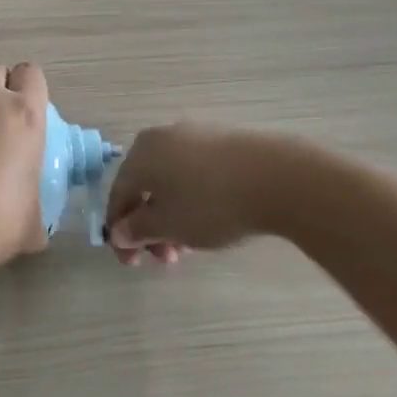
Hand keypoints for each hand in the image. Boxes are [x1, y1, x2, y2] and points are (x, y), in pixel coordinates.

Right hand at [104, 123, 283, 265]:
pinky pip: (195, 173)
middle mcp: (161, 137)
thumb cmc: (212, 203)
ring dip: (172, 216)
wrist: (279, 178)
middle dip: (150, 227)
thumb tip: (119, 232)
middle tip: (166, 258)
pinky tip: (210, 221)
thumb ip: (138, 229)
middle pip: (145, 187)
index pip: (118, 195)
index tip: (132, 262)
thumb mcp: (169, 226)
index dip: (120, 231)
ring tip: (191, 245)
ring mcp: (195, 135)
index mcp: (140, 154)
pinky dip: (192, 199)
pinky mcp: (224, 140)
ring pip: (171, 182)